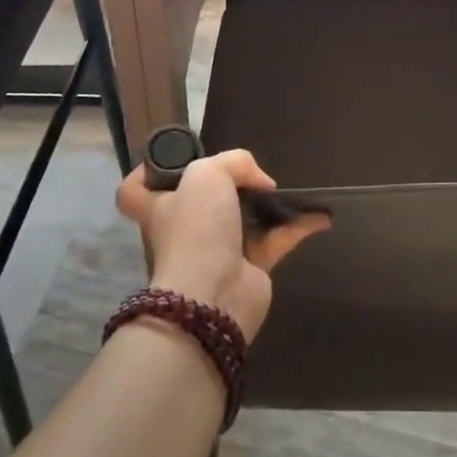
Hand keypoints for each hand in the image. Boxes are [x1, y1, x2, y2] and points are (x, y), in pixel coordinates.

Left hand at [115, 148, 329, 343]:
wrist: (213, 296)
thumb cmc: (196, 229)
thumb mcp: (207, 174)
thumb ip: (234, 162)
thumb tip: (260, 182)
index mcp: (161, 208)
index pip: (136, 191)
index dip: (147, 173)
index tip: (172, 161)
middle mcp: (185, 230)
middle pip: (199, 202)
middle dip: (225, 187)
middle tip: (247, 172)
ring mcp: (216, 252)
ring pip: (241, 220)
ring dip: (266, 205)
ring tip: (287, 189)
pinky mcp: (249, 269)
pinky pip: (275, 240)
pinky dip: (297, 226)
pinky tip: (320, 214)